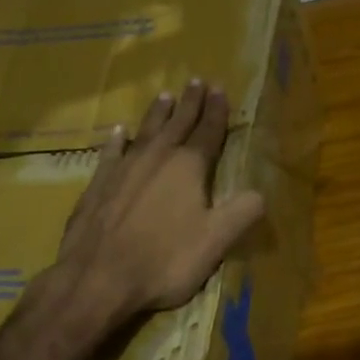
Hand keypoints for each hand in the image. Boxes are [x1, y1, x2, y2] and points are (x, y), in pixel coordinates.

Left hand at [56, 80, 264, 322]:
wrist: (98, 278)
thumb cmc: (164, 260)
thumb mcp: (216, 242)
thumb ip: (242, 213)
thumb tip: (261, 192)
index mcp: (189, 168)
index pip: (208, 132)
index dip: (217, 112)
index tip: (220, 89)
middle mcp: (157, 158)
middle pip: (177, 123)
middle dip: (190, 103)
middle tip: (197, 81)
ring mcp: (124, 168)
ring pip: (146, 131)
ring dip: (158, 113)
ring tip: (165, 96)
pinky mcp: (98, 184)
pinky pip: (111, 152)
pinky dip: (117, 140)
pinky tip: (119, 132)